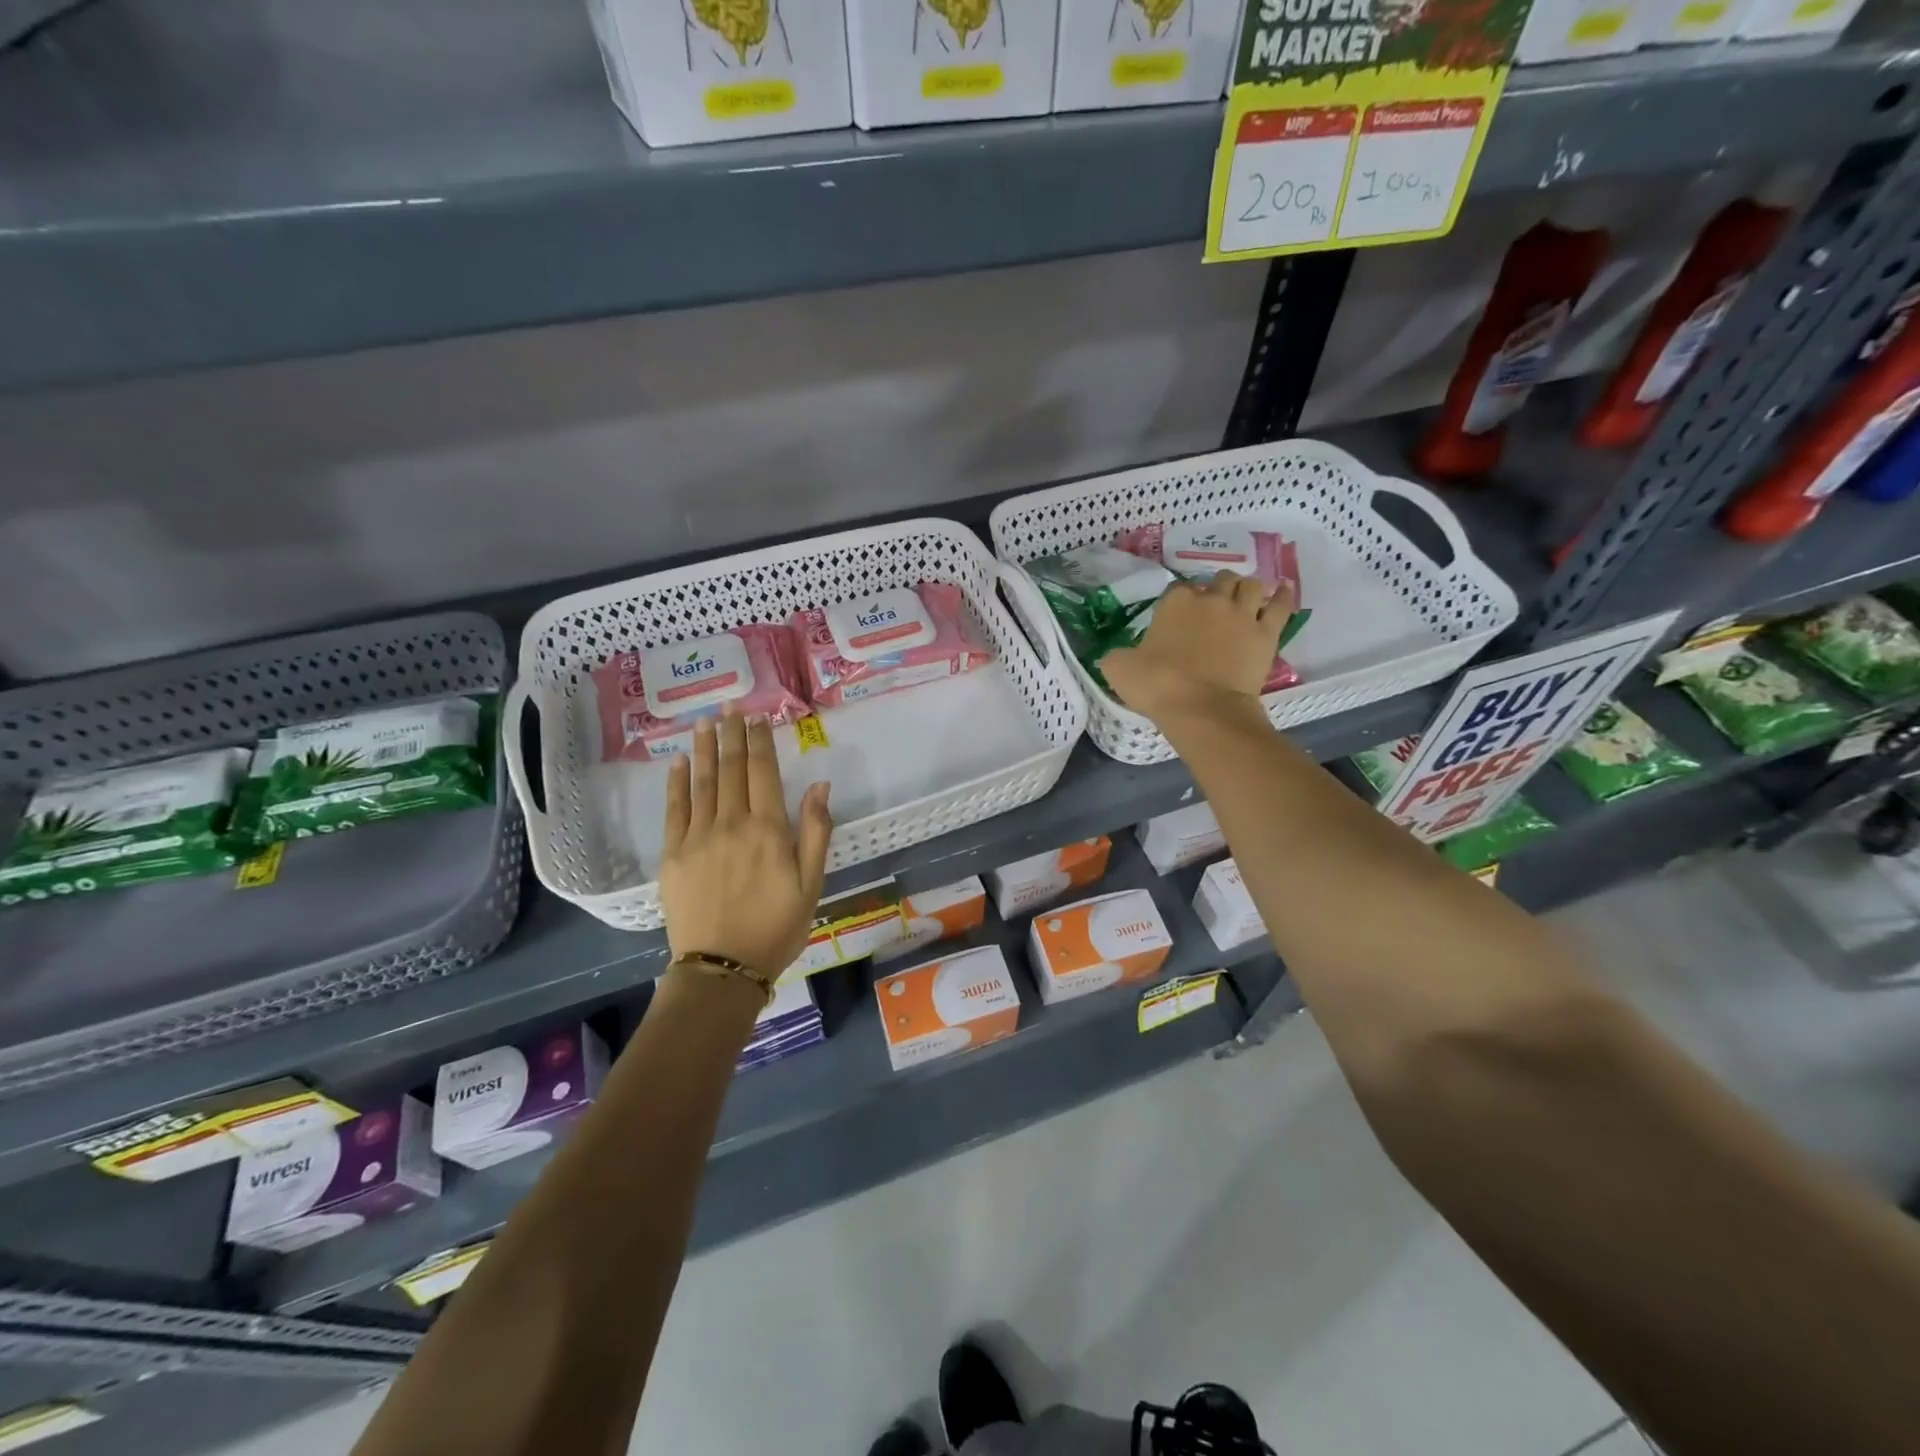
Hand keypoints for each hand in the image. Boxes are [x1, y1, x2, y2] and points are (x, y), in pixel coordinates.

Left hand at [660, 710, 832, 977]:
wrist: (722, 967)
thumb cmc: (776, 927)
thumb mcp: (811, 884)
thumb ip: (815, 832)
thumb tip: (819, 785)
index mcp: (768, 829)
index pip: (763, 772)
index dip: (760, 742)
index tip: (757, 719)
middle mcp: (732, 823)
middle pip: (732, 768)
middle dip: (733, 735)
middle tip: (731, 709)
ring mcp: (698, 836)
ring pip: (703, 781)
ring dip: (706, 748)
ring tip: (707, 722)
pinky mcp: (673, 853)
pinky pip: (674, 808)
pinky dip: (678, 782)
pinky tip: (680, 761)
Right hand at [1102, 571, 1292, 727]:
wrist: (1201, 709)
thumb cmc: (1157, 685)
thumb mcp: (1118, 669)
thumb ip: (1117, 655)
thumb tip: (1118, 655)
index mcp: (1175, 603)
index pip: (1178, 590)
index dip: (1178, 601)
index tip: (1176, 617)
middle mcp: (1211, 600)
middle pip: (1219, 581)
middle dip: (1216, 590)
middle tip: (1211, 609)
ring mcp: (1243, 614)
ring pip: (1251, 586)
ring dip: (1246, 590)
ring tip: (1243, 601)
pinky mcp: (1267, 633)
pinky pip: (1281, 606)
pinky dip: (1283, 597)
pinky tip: (1283, 592)